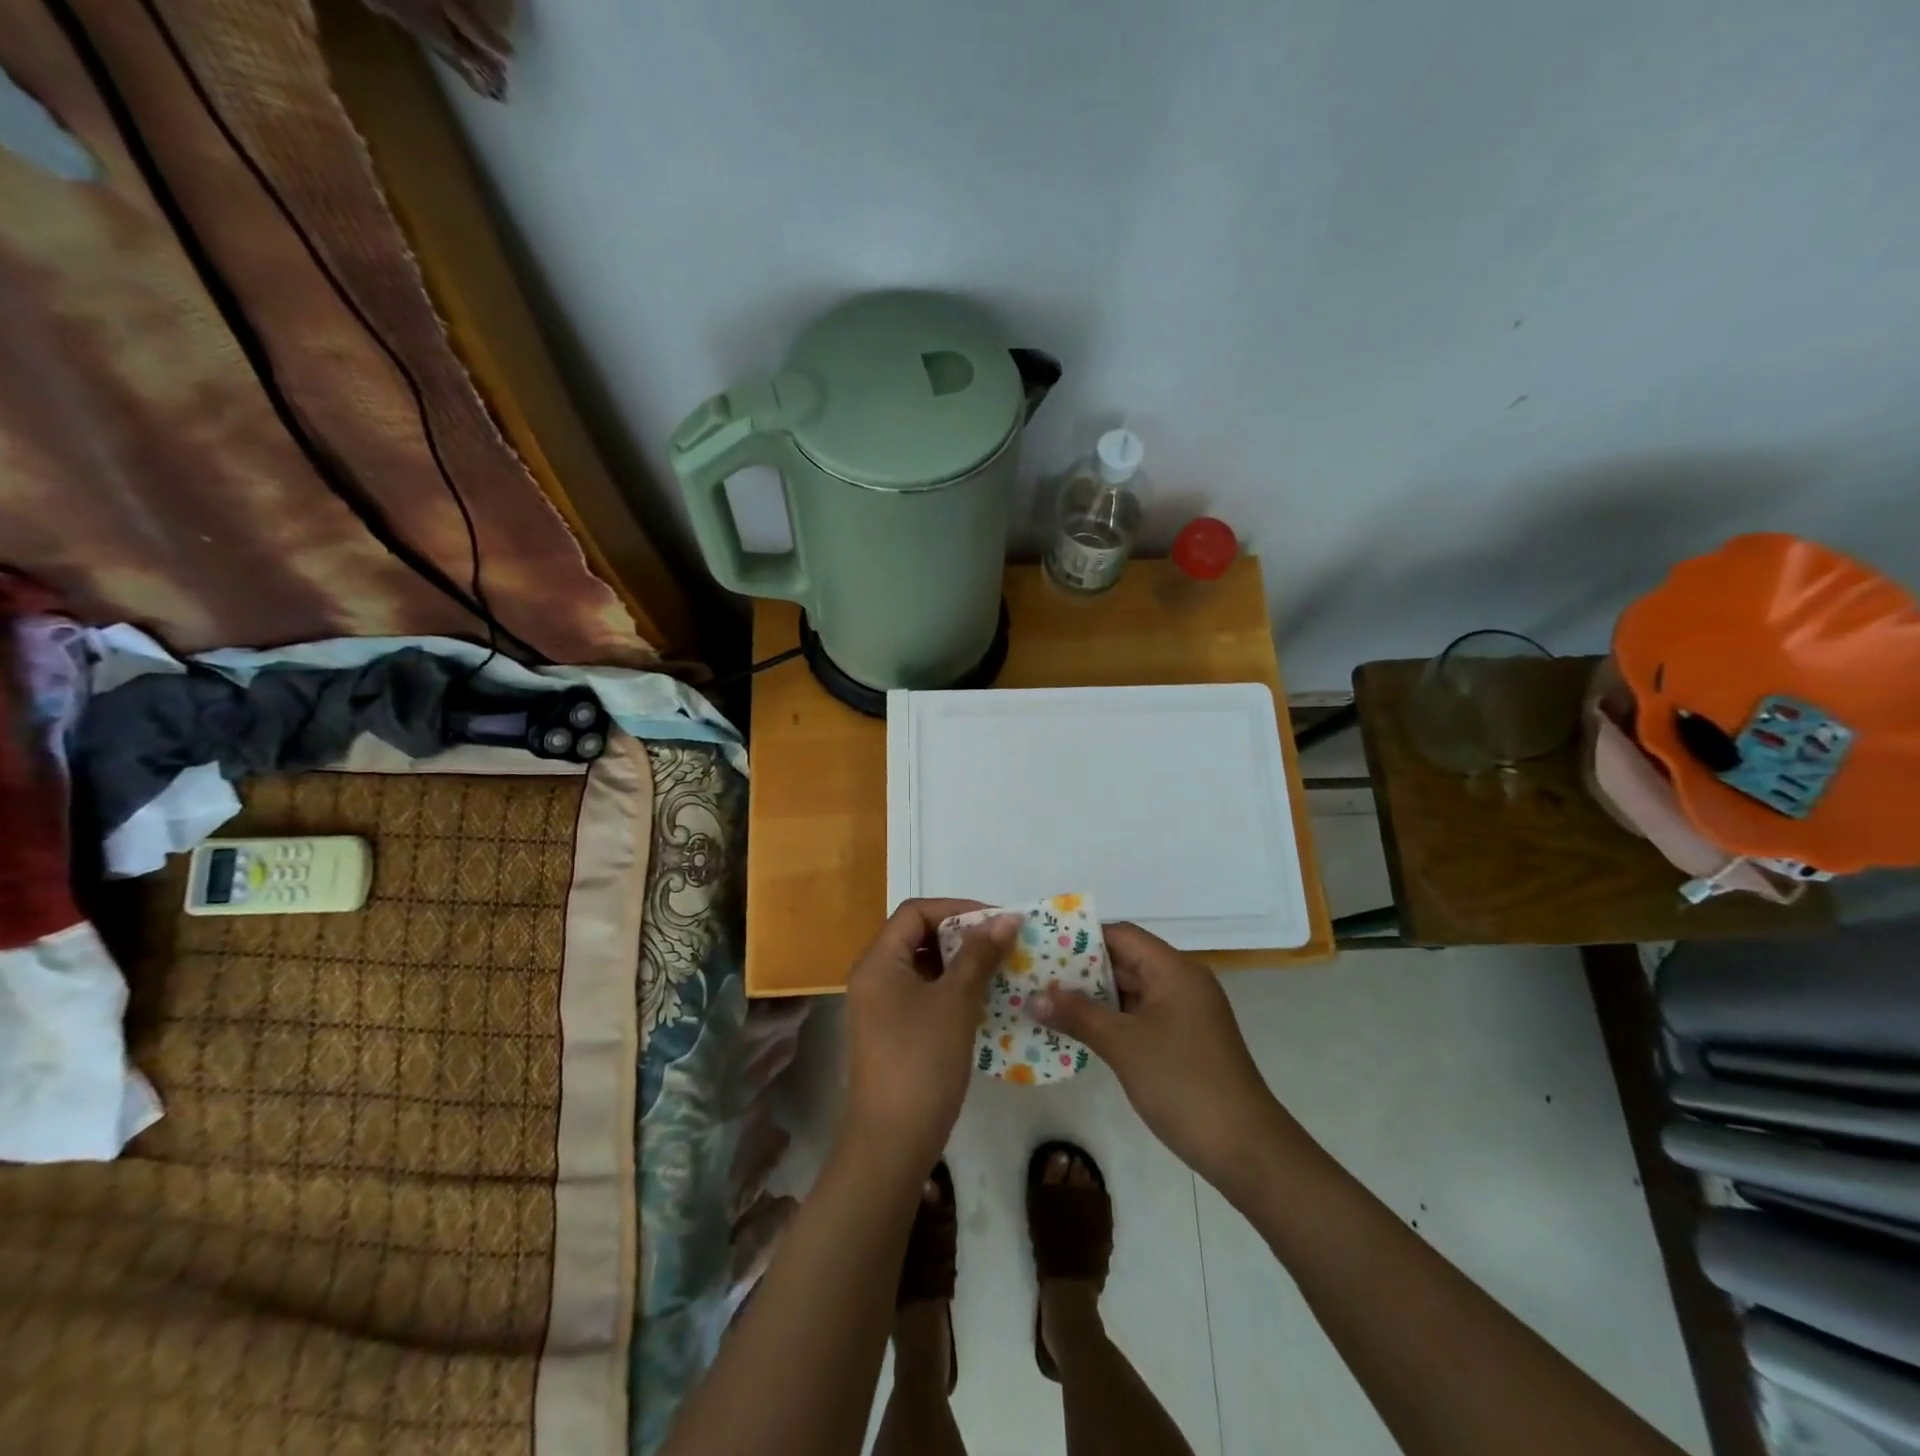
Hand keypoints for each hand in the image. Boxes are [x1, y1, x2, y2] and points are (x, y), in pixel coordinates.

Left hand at [842, 899, 1021, 1173]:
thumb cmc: (921, 1062)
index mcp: (878, 962)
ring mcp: (879, 1008)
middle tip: (1002, 944)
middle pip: (917, 936)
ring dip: (960, 964)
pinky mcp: (891, 1033)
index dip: (957, 909)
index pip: (915, 912)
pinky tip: (982, 1002)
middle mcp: (873, 978)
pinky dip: (951, 990)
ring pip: (923, 967)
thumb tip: (1006, 919)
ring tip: (999, 970)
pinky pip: (923, 995)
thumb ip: (979, 955)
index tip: (996, 921)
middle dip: (962, 936)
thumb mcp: (955, 1002)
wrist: (892, 1143)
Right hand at [1032, 923, 1299, 1194]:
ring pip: (1131, 992)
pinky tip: (1076, 1031)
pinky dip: (1110, 1020)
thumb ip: (1077, 1015)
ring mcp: (1185, 1013)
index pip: (1121, 935)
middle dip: (1080, 969)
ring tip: (1046, 1001)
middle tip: (1035, 974)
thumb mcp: (1123, 1045)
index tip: (1042, 944)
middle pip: (1125, 961)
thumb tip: (1033, 997)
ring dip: (1093, 997)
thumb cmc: (1183, 1083)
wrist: (1245, 1148)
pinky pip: (1140, 1017)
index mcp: (1174, 970)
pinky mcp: (1184, 1041)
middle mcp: (1181, 982)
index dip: (1081, 937)